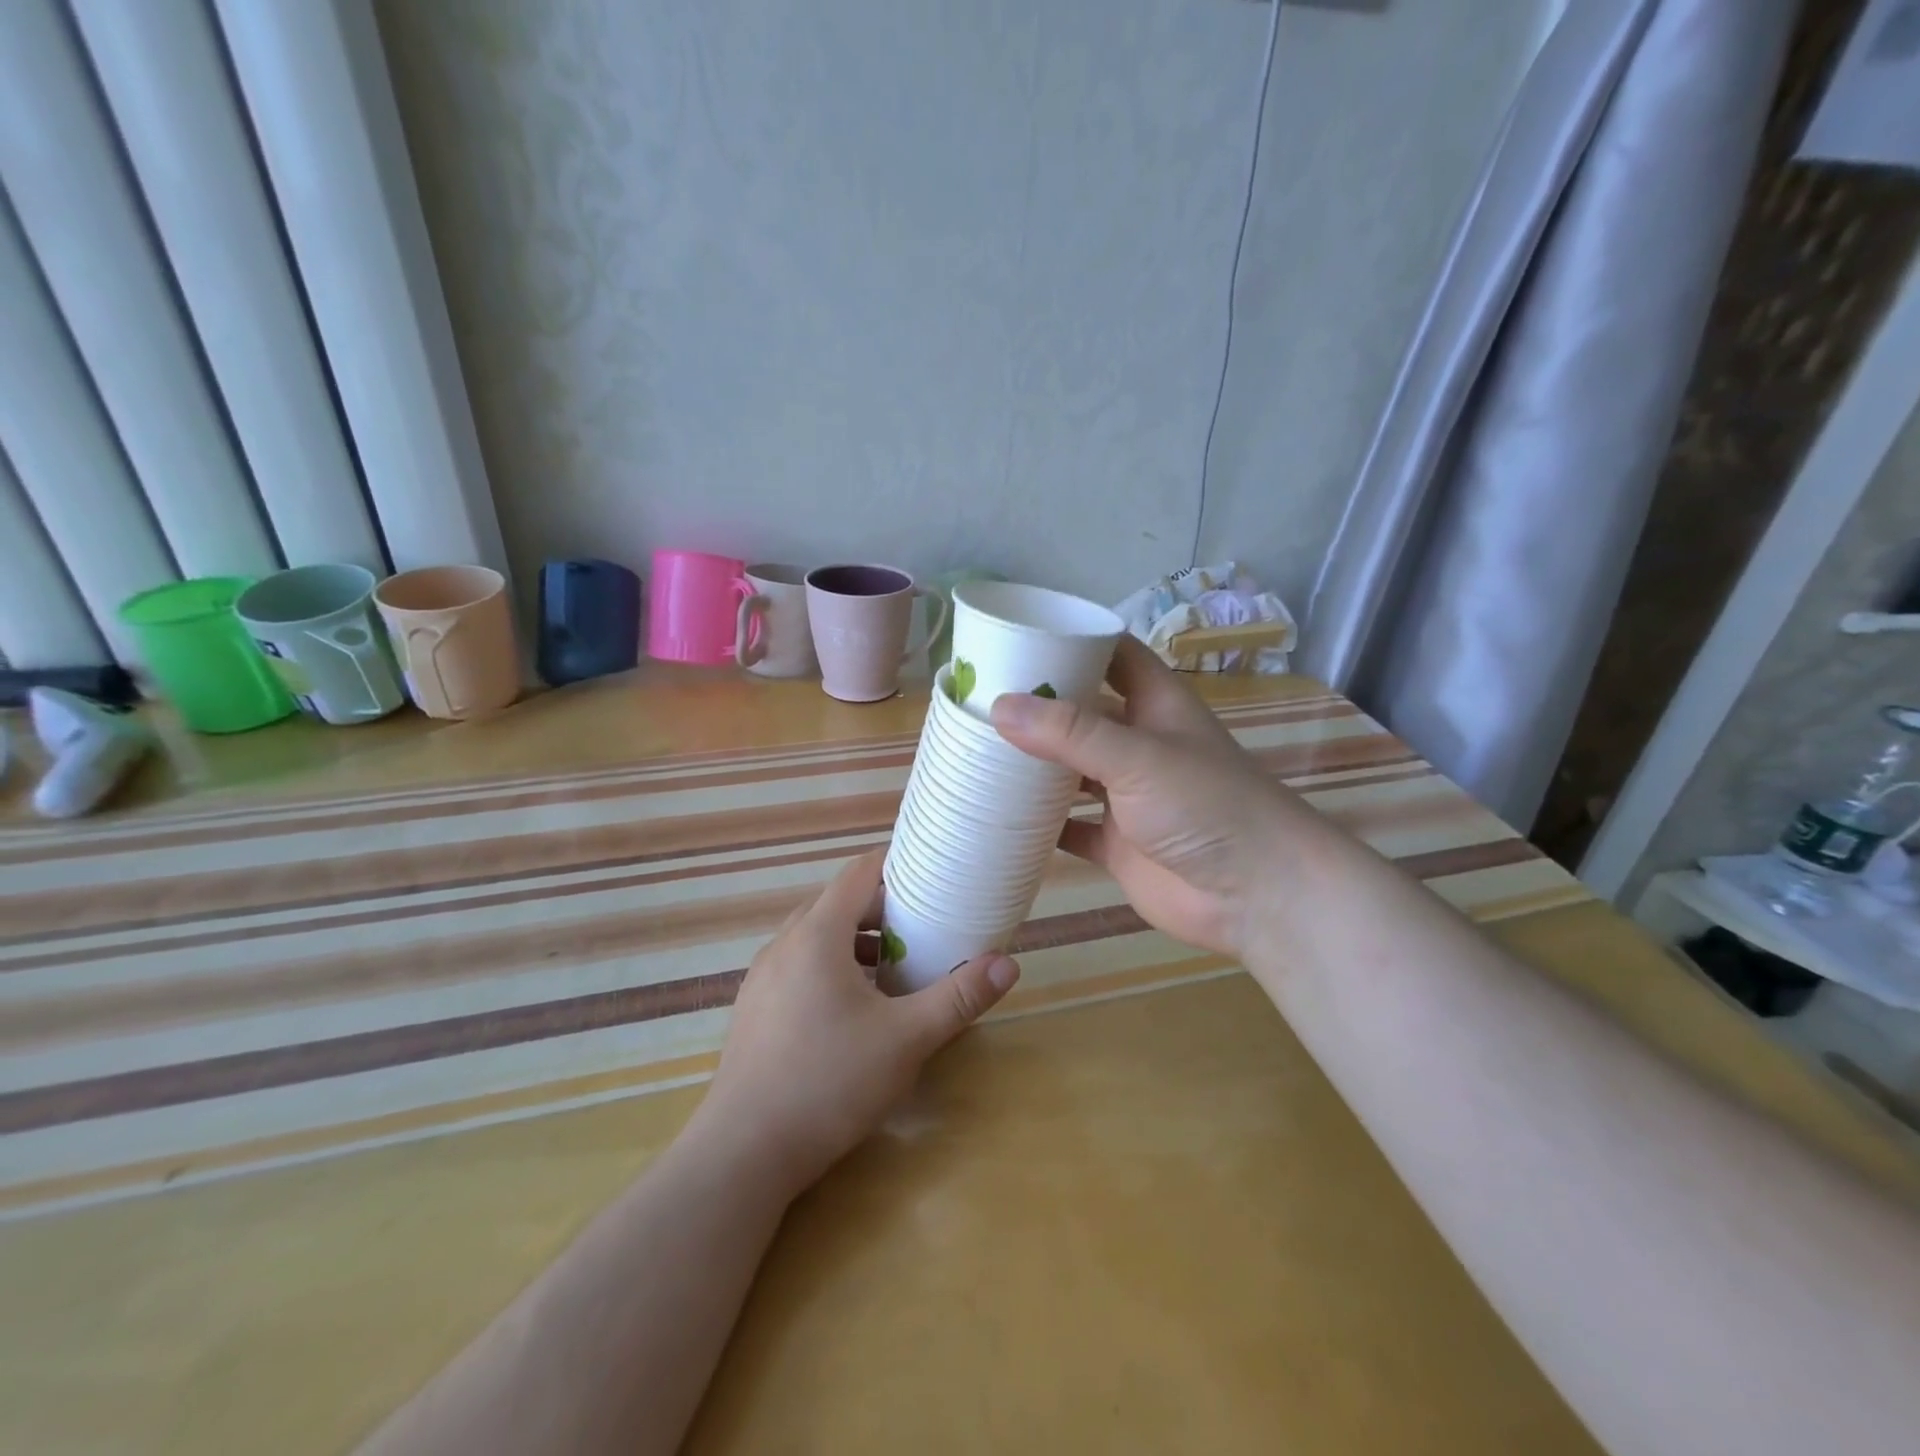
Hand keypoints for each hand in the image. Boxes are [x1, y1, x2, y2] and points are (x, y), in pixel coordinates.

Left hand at [694, 851, 1018, 1196]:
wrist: (742, 1153)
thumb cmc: (829, 1082)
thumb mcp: (906, 1039)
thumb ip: (958, 997)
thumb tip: (1008, 964)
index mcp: (816, 934)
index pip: (858, 873)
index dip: (896, 865)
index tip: (931, 873)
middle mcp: (783, 944)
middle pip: (837, 902)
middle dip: (881, 907)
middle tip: (924, 925)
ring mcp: (762, 977)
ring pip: (815, 936)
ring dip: (855, 940)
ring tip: (893, 967)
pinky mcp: (754, 1009)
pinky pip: (798, 965)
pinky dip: (830, 966)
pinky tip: (852, 1008)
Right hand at [990, 636, 1312, 959]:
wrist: (1257, 895)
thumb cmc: (1207, 806)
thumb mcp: (1138, 756)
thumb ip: (1071, 733)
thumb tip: (999, 707)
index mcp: (1156, 706)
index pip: (1113, 656)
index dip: (1075, 641)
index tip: (1019, 635)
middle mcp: (1139, 745)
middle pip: (1082, 714)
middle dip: (1039, 707)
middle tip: (978, 698)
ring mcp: (1128, 797)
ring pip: (1071, 772)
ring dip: (1034, 766)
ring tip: (976, 751)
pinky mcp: (1118, 845)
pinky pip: (1070, 830)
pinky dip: (1040, 827)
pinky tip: (998, 818)